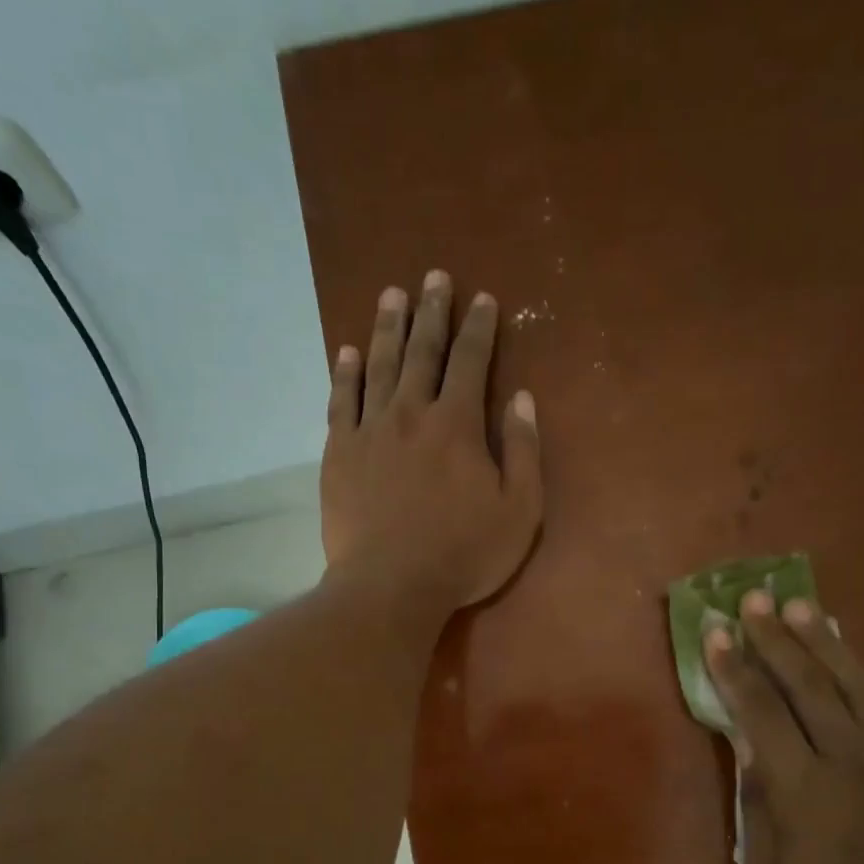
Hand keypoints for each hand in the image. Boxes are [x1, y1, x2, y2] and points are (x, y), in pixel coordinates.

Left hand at [320, 272, 542, 615]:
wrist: (391, 585)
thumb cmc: (464, 554)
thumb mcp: (519, 511)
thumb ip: (524, 451)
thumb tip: (522, 399)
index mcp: (458, 425)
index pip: (471, 362)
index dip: (479, 328)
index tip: (483, 300)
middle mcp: (411, 413)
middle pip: (423, 351)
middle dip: (432, 311)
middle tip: (434, 278)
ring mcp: (370, 431)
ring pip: (379, 366)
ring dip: (388, 327)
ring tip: (392, 295)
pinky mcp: (339, 453)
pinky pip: (341, 401)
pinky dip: (345, 374)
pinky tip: (348, 353)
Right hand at [706, 591, 863, 863]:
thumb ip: (757, 800)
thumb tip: (746, 741)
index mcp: (805, 790)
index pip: (761, 713)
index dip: (735, 670)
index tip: (716, 634)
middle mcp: (851, 761)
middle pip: (808, 684)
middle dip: (776, 638)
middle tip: (753, 600)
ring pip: (854, 684)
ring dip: (823, 641)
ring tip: (799, 605)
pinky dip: (863, 673)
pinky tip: (848, 655)